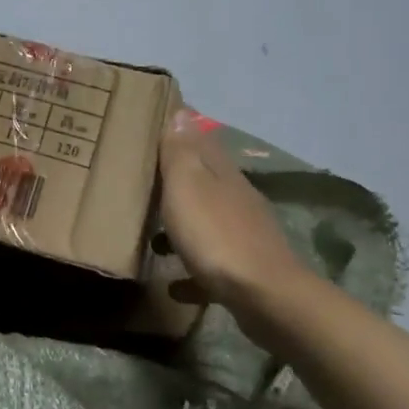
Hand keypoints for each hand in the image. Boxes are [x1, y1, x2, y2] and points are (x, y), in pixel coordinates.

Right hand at [158, 107, 306, 301]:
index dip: (180, 132)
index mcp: (221, 173)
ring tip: (152, 240)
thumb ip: (181, 152)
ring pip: (207, 222)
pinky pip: (210, 265)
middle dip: (177, 180)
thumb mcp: (188, 186)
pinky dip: (191, 270)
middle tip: (144, 182)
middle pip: (203, 181)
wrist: (264, 296)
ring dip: (181, 228)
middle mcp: (236, 198)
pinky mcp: (244, 270)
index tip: (155, 127)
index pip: (200, 141)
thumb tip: (181, 112)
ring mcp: (243, 235)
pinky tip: (174, 284)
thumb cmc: (215, 235)